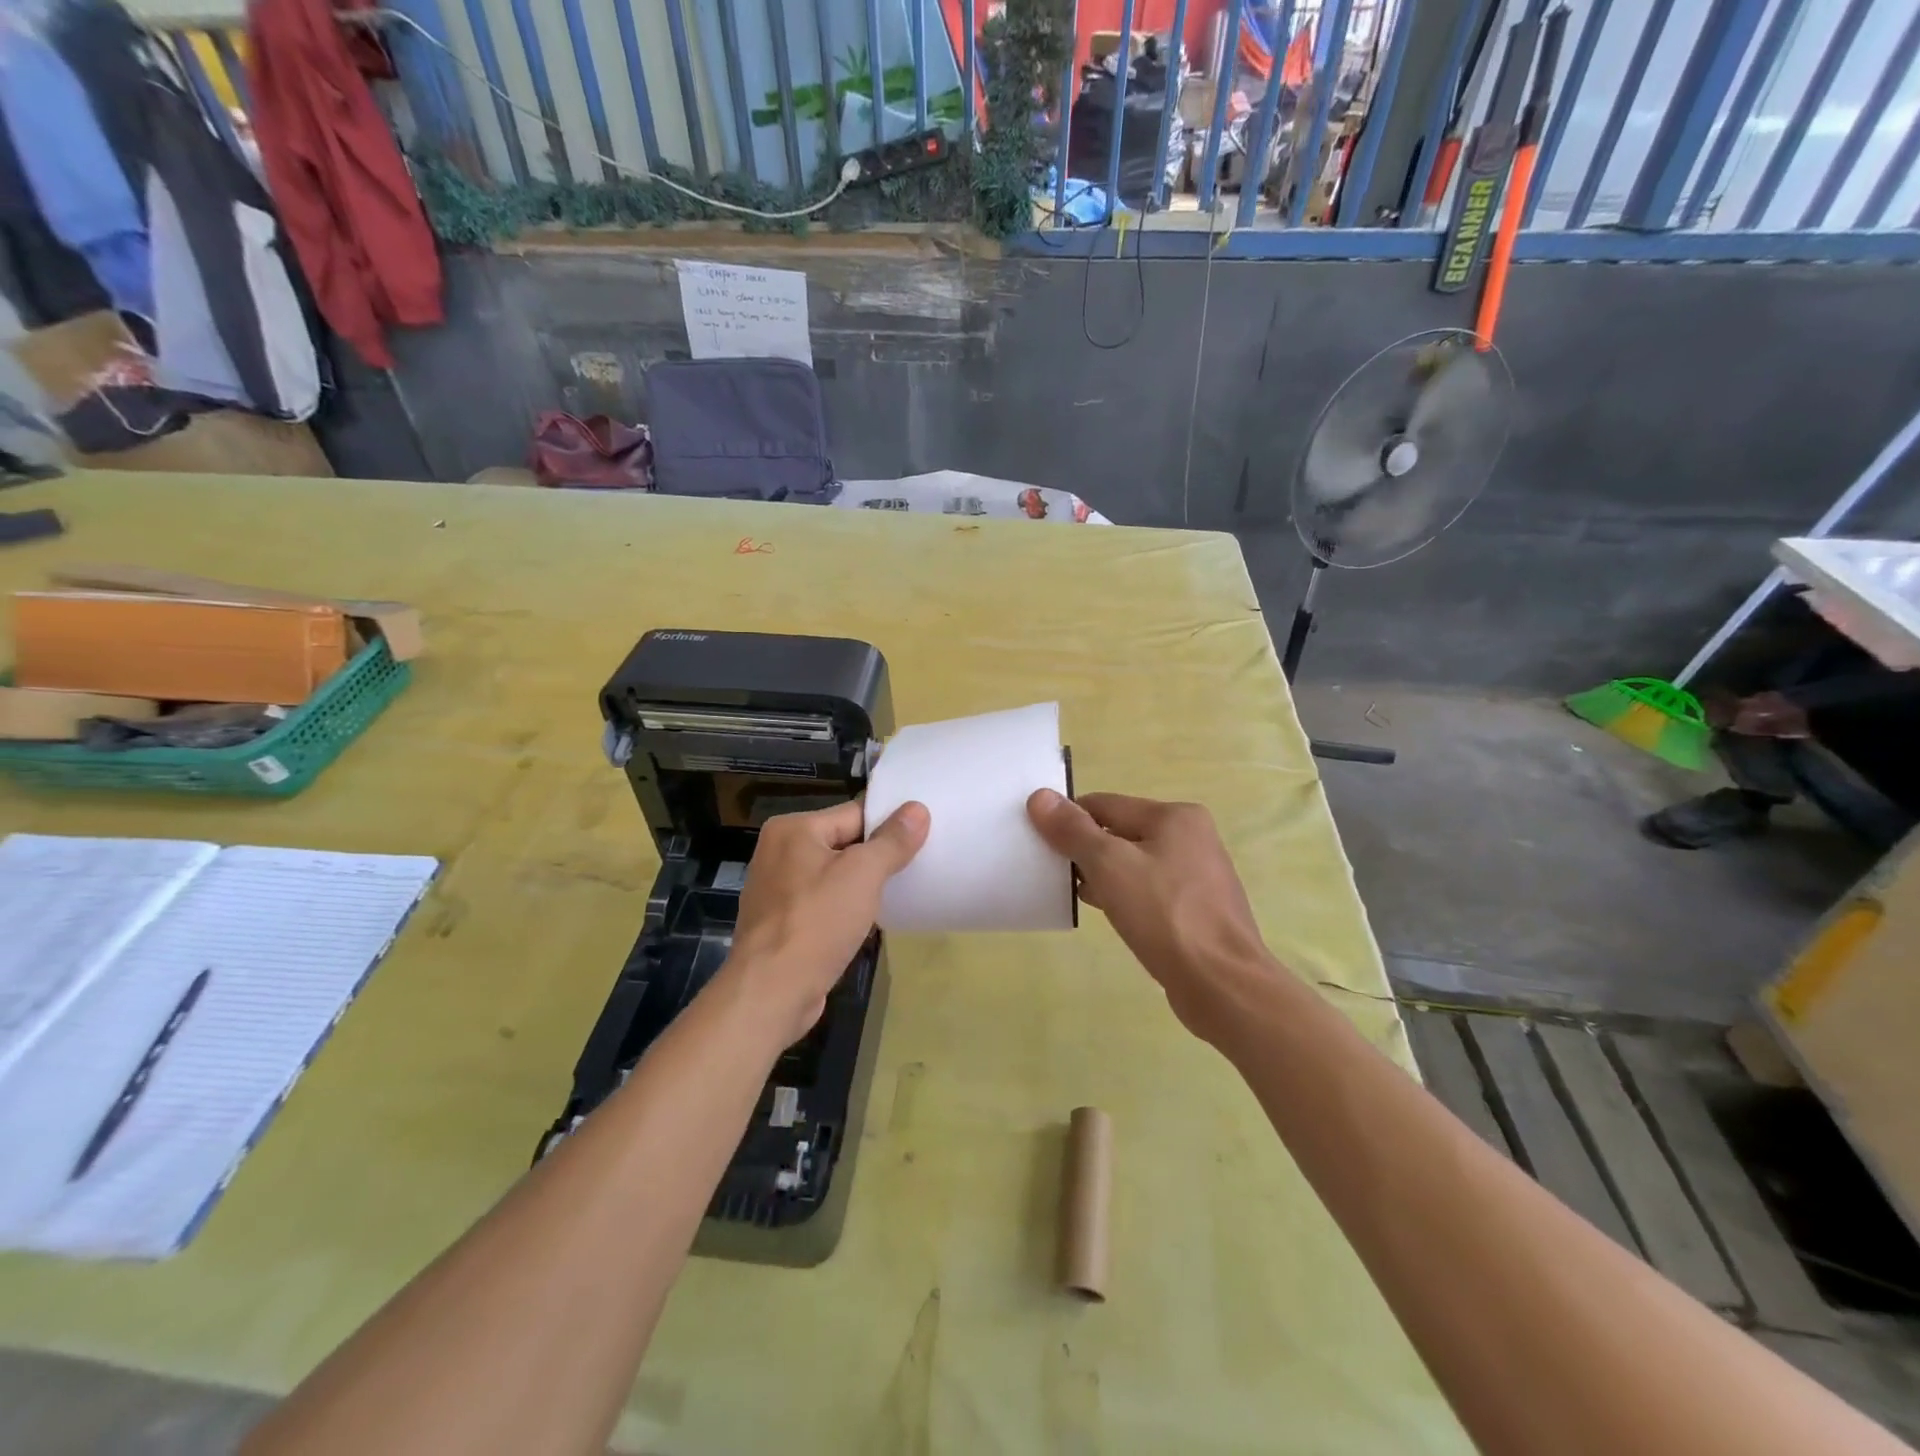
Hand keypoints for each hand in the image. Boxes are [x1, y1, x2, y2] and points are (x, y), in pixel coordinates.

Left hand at [722, 798, 929, 1045]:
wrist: (771, 993)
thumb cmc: (817, 923)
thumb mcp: (863, 874)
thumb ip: (892, 840)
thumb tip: (918, 809)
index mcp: (792, 829)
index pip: (854, 813)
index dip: (889, 824)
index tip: (923, 835)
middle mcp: (778, 851)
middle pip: (843, 842)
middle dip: (877, 856)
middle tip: (918, 863)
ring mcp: (776, 889)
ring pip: (833, 875)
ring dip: (861, 885)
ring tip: (899, 892)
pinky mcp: (780, 922)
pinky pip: (822, 903)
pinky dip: (844, 908)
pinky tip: (868, 920)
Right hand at [1027, 789, 1277, 1038]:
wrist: (1221, 984)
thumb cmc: (1164, 915)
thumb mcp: (1109, 865)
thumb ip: (1073, 830)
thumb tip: (1040, 797)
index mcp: (1175, 816)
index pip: (1104, 804)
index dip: (1068, 820)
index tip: (1039, 843)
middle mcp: (1191, 837)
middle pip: (1120, 832)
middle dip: (1085, 850)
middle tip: (1054, 874)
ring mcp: (1198, 874)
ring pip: (1134, 863)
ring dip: (1103, 875)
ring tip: (1075, 896)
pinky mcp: (1197, 908)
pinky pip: (1150, 890)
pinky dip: (1125, 896)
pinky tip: (1108, 914)